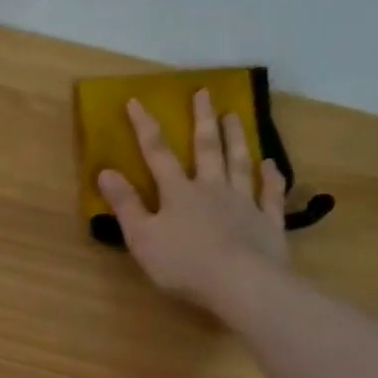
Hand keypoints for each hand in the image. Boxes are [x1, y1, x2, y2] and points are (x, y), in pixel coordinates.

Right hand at [97, 89, 288, 308]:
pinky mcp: (268, 222)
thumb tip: (105, 171)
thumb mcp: (142, 237)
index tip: (136, 100)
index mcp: (178, 193)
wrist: (240, 284)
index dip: (145, 126)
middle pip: (207, 148)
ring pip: (239, 163)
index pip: (157, 153)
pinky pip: (271, 193)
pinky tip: (271, 164)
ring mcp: (244, 203)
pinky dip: (271, 177)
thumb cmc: (183, 264)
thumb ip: (125, 204)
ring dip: (236, 138)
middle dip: (202, 120)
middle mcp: (212, 189)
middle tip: (204, 93)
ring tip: (235, 115)